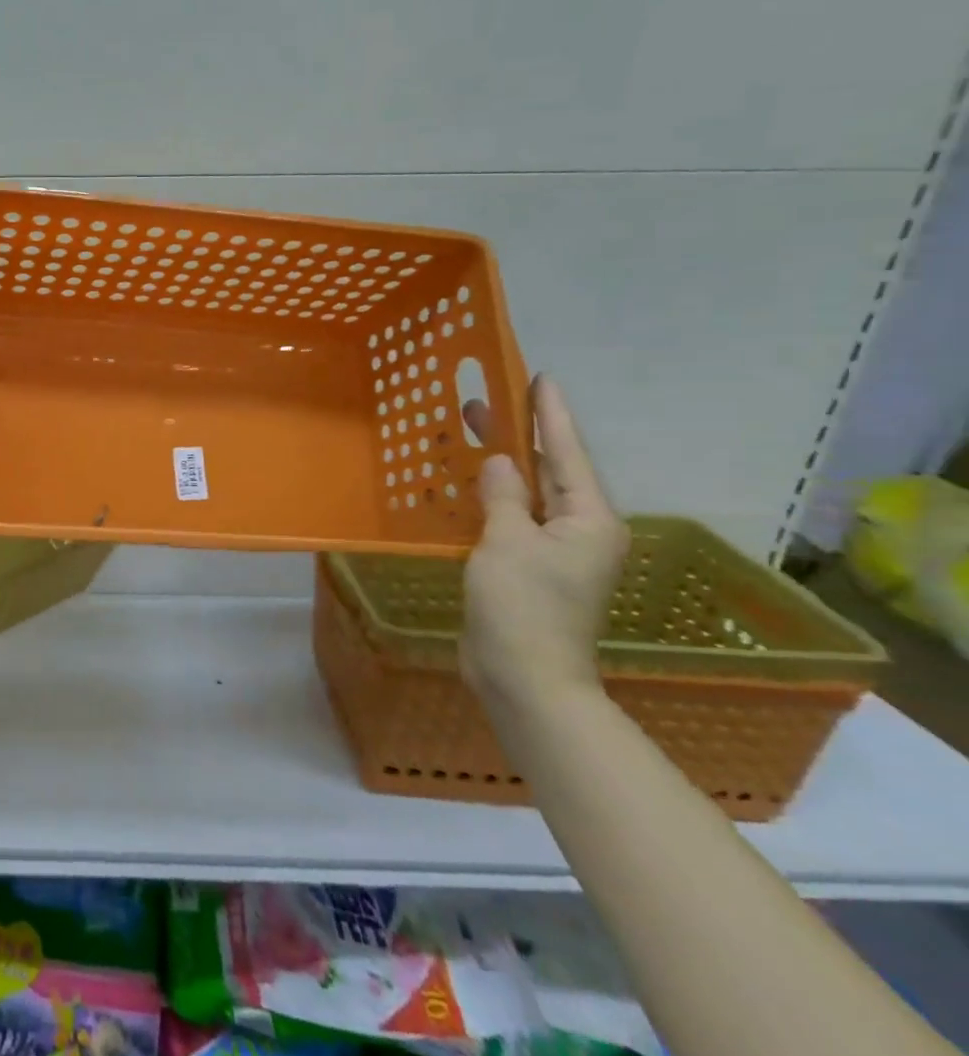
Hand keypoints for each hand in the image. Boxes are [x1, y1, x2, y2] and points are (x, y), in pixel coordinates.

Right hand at [461, 375, 629, 714]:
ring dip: (502, 467)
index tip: (540, 378)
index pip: (567, 454)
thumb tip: (501, 460)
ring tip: (471, 435)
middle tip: (483, 402)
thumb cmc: (523, 605)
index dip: (551, 415)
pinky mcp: (528, 569)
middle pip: (549, 471)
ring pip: (527, 496)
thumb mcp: (508, 542)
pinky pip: (511, 519)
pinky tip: (467, 486)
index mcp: (589, 520)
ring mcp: (554, 552)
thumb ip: (504, 495)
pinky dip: (491, 498)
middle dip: (519, 436)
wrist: (524, 677)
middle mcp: (579, 530)